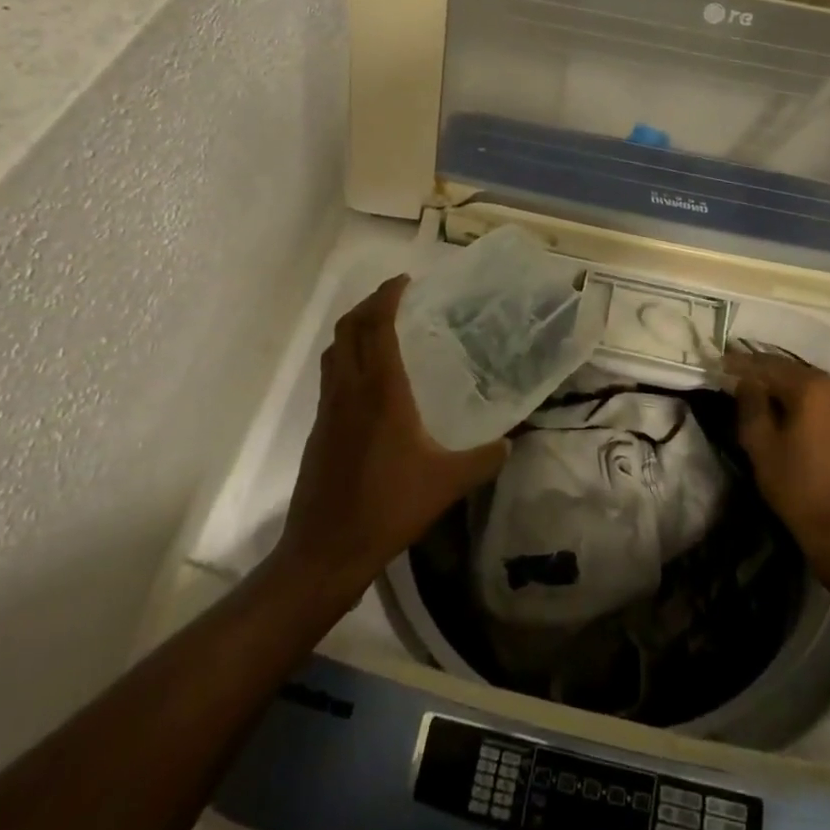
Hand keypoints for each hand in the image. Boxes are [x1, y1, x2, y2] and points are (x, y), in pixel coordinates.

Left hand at [274, 276, 508, 596]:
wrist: (327, 548)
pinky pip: (330, 375)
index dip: (387, 296)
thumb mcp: (447, 483)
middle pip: (348, 328)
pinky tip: (368, 380)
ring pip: (334, 350)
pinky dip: (346, 357)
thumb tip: (511, 443)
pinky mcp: (319, 428)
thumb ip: (484, 459)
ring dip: (353, 329)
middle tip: (394, 298)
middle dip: (368, 304)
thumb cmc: (389, 507)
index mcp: (381, 392)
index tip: (405, 281)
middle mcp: (350, 390)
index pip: (377, 326)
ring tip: (380, 328)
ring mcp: (329, 408)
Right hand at [725, 351, 829, 585]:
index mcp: (813, 386)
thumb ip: (750, 403)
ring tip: (753, 390)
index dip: (741, 363)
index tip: (718, 363)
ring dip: (780, 384)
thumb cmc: (797, 485)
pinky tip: (781, 406)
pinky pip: (821, 395)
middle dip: (761, 371)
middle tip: (733, 375)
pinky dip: (799, 396)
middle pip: (790, 369)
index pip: (768, 365)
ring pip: (806, 381)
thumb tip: (746, 380)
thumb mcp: (760, 443)